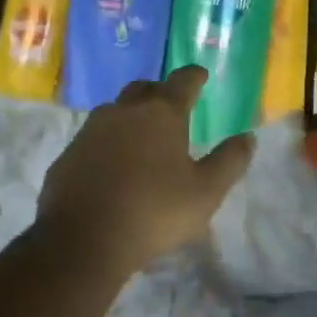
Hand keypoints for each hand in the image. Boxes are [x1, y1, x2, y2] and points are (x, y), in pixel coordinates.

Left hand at [37, 66, 253, 275]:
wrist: (82, 241)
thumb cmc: (154, 212)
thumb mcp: (206, 192)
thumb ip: (230, 161)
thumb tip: (248, 137)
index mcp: (161, 114)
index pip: (182, 81)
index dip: (194, 76)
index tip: (201, 75)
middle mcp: (124, 112)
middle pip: (144, 88)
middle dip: (161, 92)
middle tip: (172, 106)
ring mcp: (90, 131)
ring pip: (115, 110)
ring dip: (131, 115)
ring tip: (143, 136)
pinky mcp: (68, 154)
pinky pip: (93, 137)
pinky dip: (108, 142)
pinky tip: (114, 165)